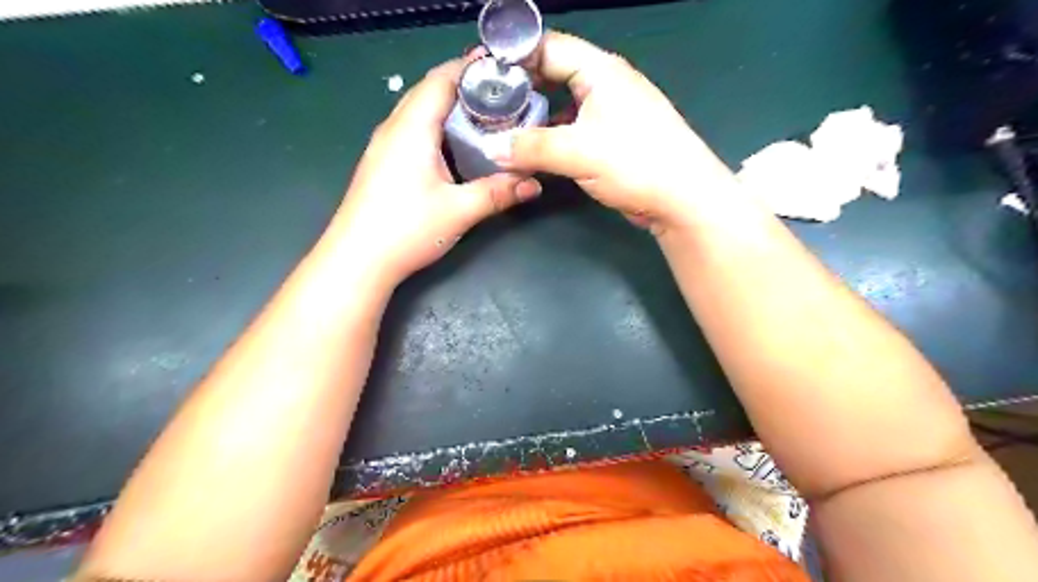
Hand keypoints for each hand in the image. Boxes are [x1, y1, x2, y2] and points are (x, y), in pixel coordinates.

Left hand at [330, 56, 544, 282]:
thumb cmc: (406, 229)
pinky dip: (437, 128)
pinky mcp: (382, 163)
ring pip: (419, 111)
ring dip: (449, 108)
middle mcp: (394, 127)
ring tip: (484, 116)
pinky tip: (455, 147)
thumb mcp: (459, 211)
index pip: (442, 79)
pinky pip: (412, 131)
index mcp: (412, 128)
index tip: (503, 69)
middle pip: (429, 91)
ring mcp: (383, 146)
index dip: (471, 67)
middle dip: (464, 86)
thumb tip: (534, 184)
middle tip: (501, 95)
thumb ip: (498, 193)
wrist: (356, 261)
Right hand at [496, 30, 733, 233]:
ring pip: (563, 105)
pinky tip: (533, 150)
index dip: (515, 57)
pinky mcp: (611, 139)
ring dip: (536, 116)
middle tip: (489, 104)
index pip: (549, 47)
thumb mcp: (578, 151)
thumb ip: (531, 147)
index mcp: (600, 70)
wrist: (682, 199)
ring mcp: (610, 113)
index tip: (484, 74)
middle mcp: (605, 84)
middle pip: (555, 73)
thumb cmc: (635, 162)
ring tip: (503, 128)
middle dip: (522, 87)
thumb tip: (492, 149)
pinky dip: (552, 137)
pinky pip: (573, 129)